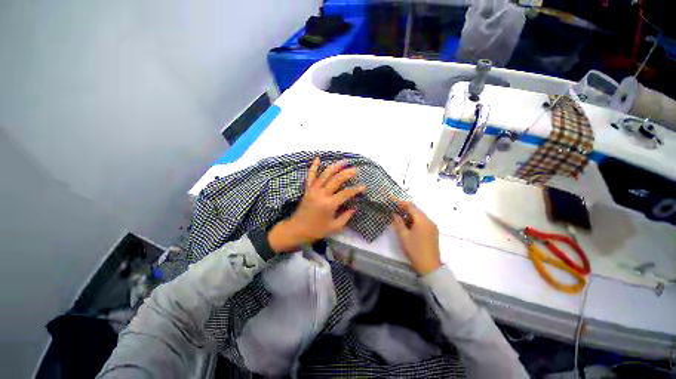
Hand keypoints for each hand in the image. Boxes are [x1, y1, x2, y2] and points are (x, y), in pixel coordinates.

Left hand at [268, 157, 365, 252]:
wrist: (296, 230)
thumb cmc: (316, 230)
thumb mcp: (334, 227)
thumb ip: (346, 217)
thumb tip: (354, 208)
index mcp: (329, 204)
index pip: (346, 193)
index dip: (356, 189)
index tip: (363, 187)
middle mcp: (321, 194)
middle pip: (336, 180)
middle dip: (347, 173)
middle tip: (355, 170)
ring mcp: (313, 190)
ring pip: (325, 174)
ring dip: (335, 166)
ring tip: (344, 161)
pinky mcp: (307, 189)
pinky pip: (310, 176)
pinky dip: (314, 166)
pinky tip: (318, 158)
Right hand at [392, 200, 441, 274]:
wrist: (429, 266)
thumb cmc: (415, 250)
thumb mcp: (403, 236)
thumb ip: (398, 223)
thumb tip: (395, 214)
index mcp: (422, 220)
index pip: (411, 206)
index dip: (401, 203)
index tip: (392, 202)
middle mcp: (429, 221)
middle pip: (416, 210)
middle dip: (405, 208)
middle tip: (394, 210)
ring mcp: (432, 226)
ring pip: (419, 216)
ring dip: (409, 215)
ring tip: (399, 218)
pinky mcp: (433, 231)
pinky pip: (423, 221)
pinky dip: (414, 220)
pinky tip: (407, 225)